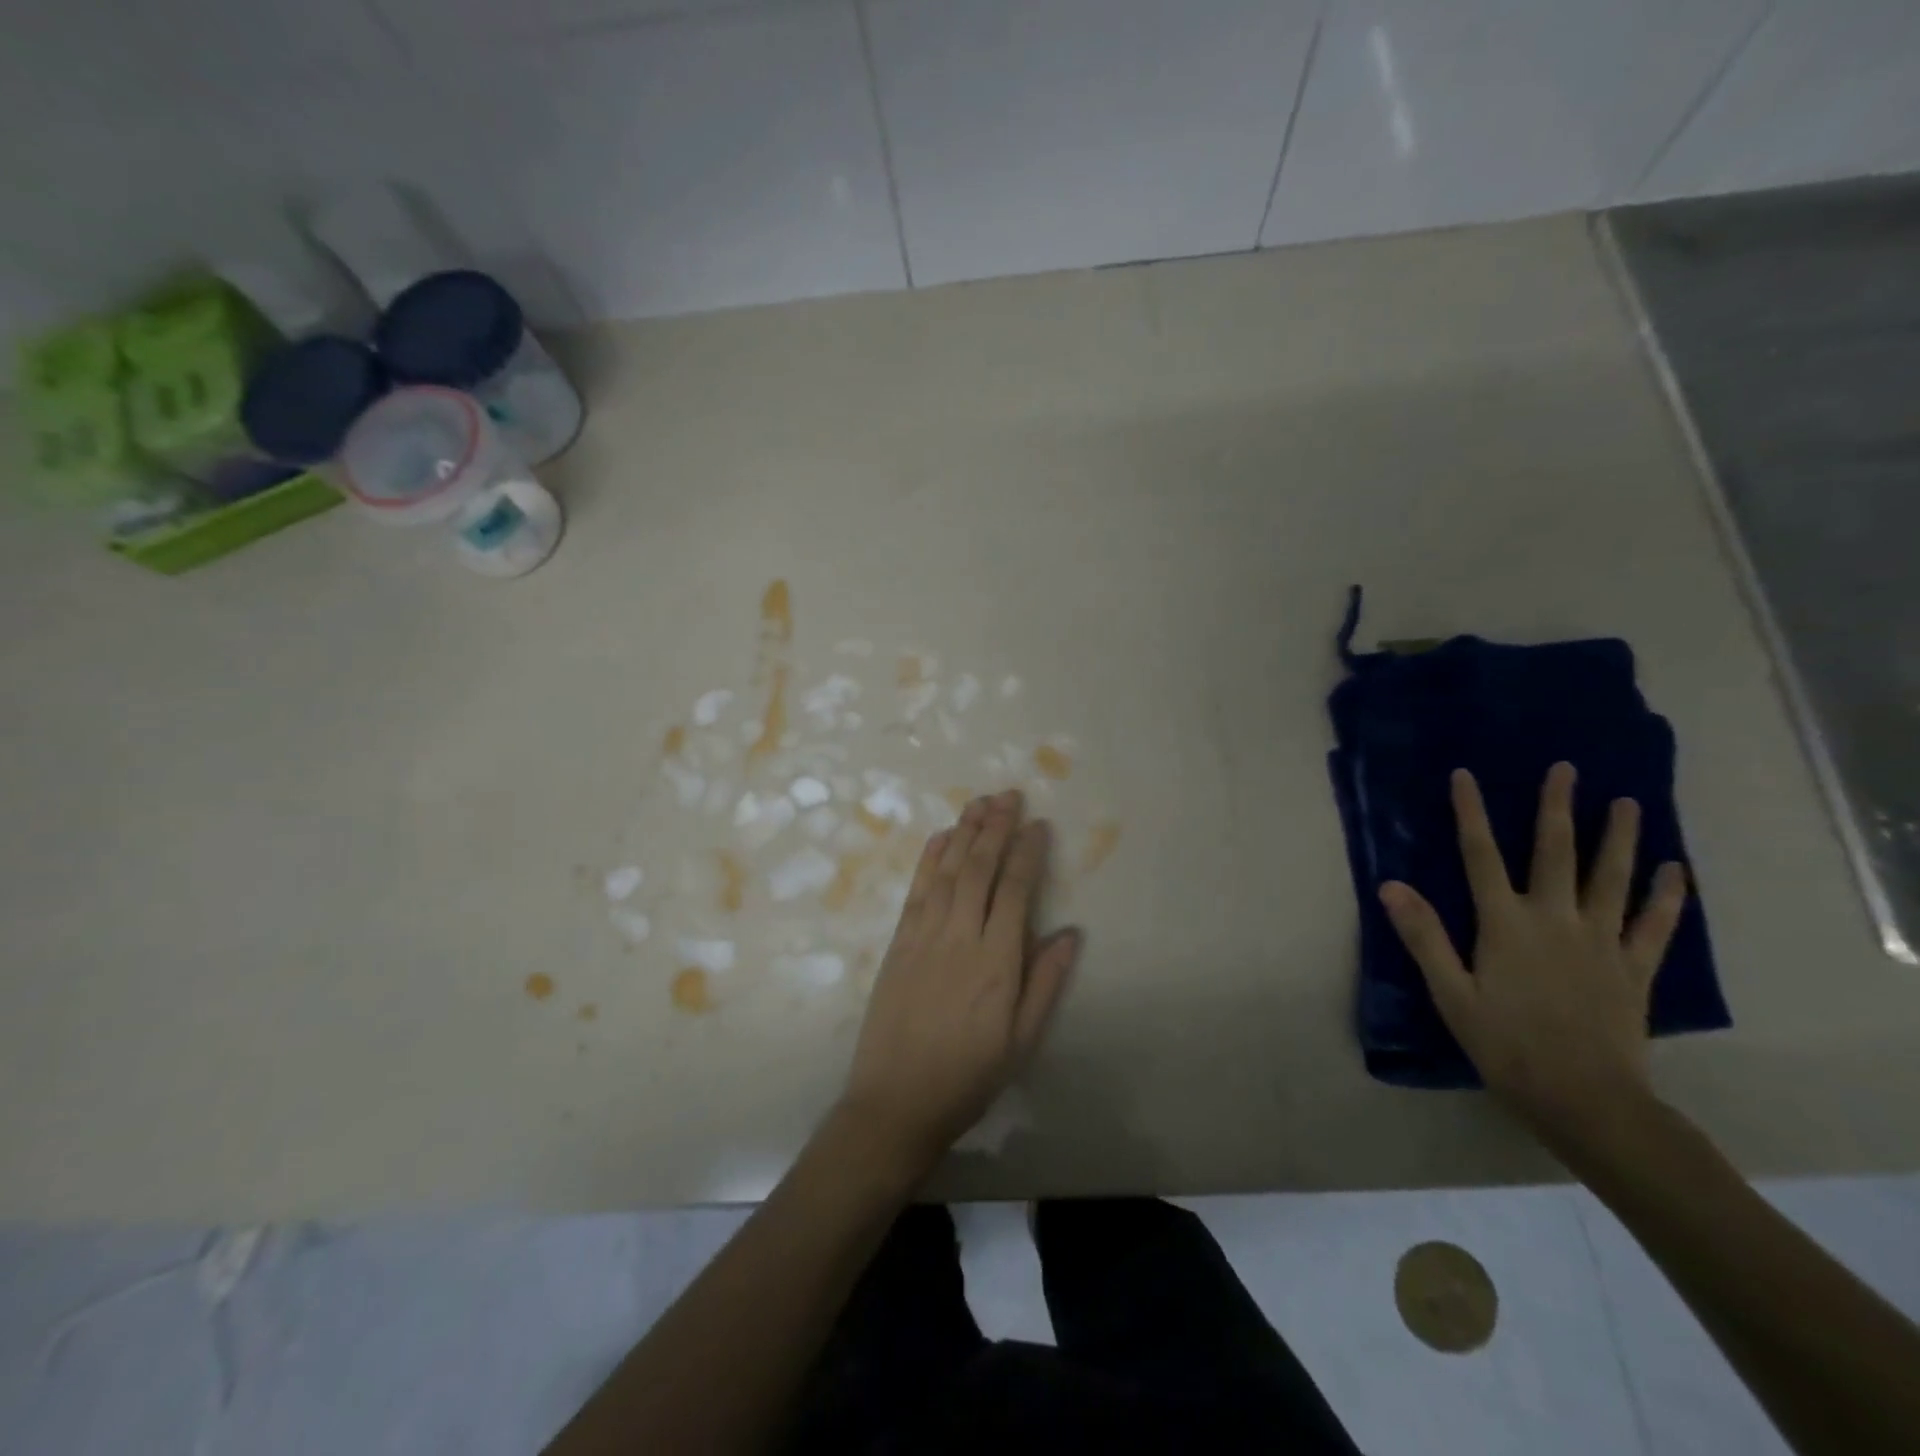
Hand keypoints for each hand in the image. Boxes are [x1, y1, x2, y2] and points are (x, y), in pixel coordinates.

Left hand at [839, 789, 1080, 1172]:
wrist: (896, 1102)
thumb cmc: (968, 1077)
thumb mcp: (1021, 1041)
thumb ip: (1045, 983)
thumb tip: (1070, 933)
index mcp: (997, 961)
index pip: (1016, 890)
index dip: (1027, 853)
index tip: (1038, 824)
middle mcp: (960, 937)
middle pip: (979, 868)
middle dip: (995, 827)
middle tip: (1009, 795)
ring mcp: (924, 936)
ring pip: (947, 871)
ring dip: (964, 833)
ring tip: (979, 802)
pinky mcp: (898, 943)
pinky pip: (916, 891)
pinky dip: (928, 860)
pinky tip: (940, 838)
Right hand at [1377, 763, 1689, 1146]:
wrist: (1586, 1100)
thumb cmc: (1505, 1045)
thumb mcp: (1450, 992)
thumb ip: (1423, 935)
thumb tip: (1390, 885)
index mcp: (1505, 924)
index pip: (1481, 855)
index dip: (1471, 812)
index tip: (1466, 775)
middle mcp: (1555, 920)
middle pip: (1555, 853)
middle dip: (1557, 808)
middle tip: (1566, 769)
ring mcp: (1601, 942)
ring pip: (1611, 879)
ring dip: (1619, 838)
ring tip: (1628, 803)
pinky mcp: (1634, 969)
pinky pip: (1654, 926)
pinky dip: (1665, 897)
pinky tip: (1674, 871)